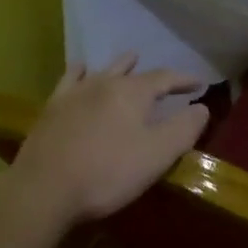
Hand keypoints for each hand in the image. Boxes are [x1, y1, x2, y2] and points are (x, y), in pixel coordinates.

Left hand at [10, 54, 208, 223]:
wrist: (46, 188)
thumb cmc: (109, 173)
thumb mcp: (158, 154)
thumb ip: (184, 128)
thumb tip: (202, 107)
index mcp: (133, 93)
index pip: (165, 78)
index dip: (184, 80)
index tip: (200, 84)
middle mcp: (103, 84)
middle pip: (132, 72)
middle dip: (152, 74)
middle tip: (165, 77)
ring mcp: (74, 94)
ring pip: (102, 71)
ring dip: (119, 65)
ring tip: (130, 59)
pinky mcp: (52, 109)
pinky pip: (69, 80)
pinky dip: (80, 71)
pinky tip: (80, 69)